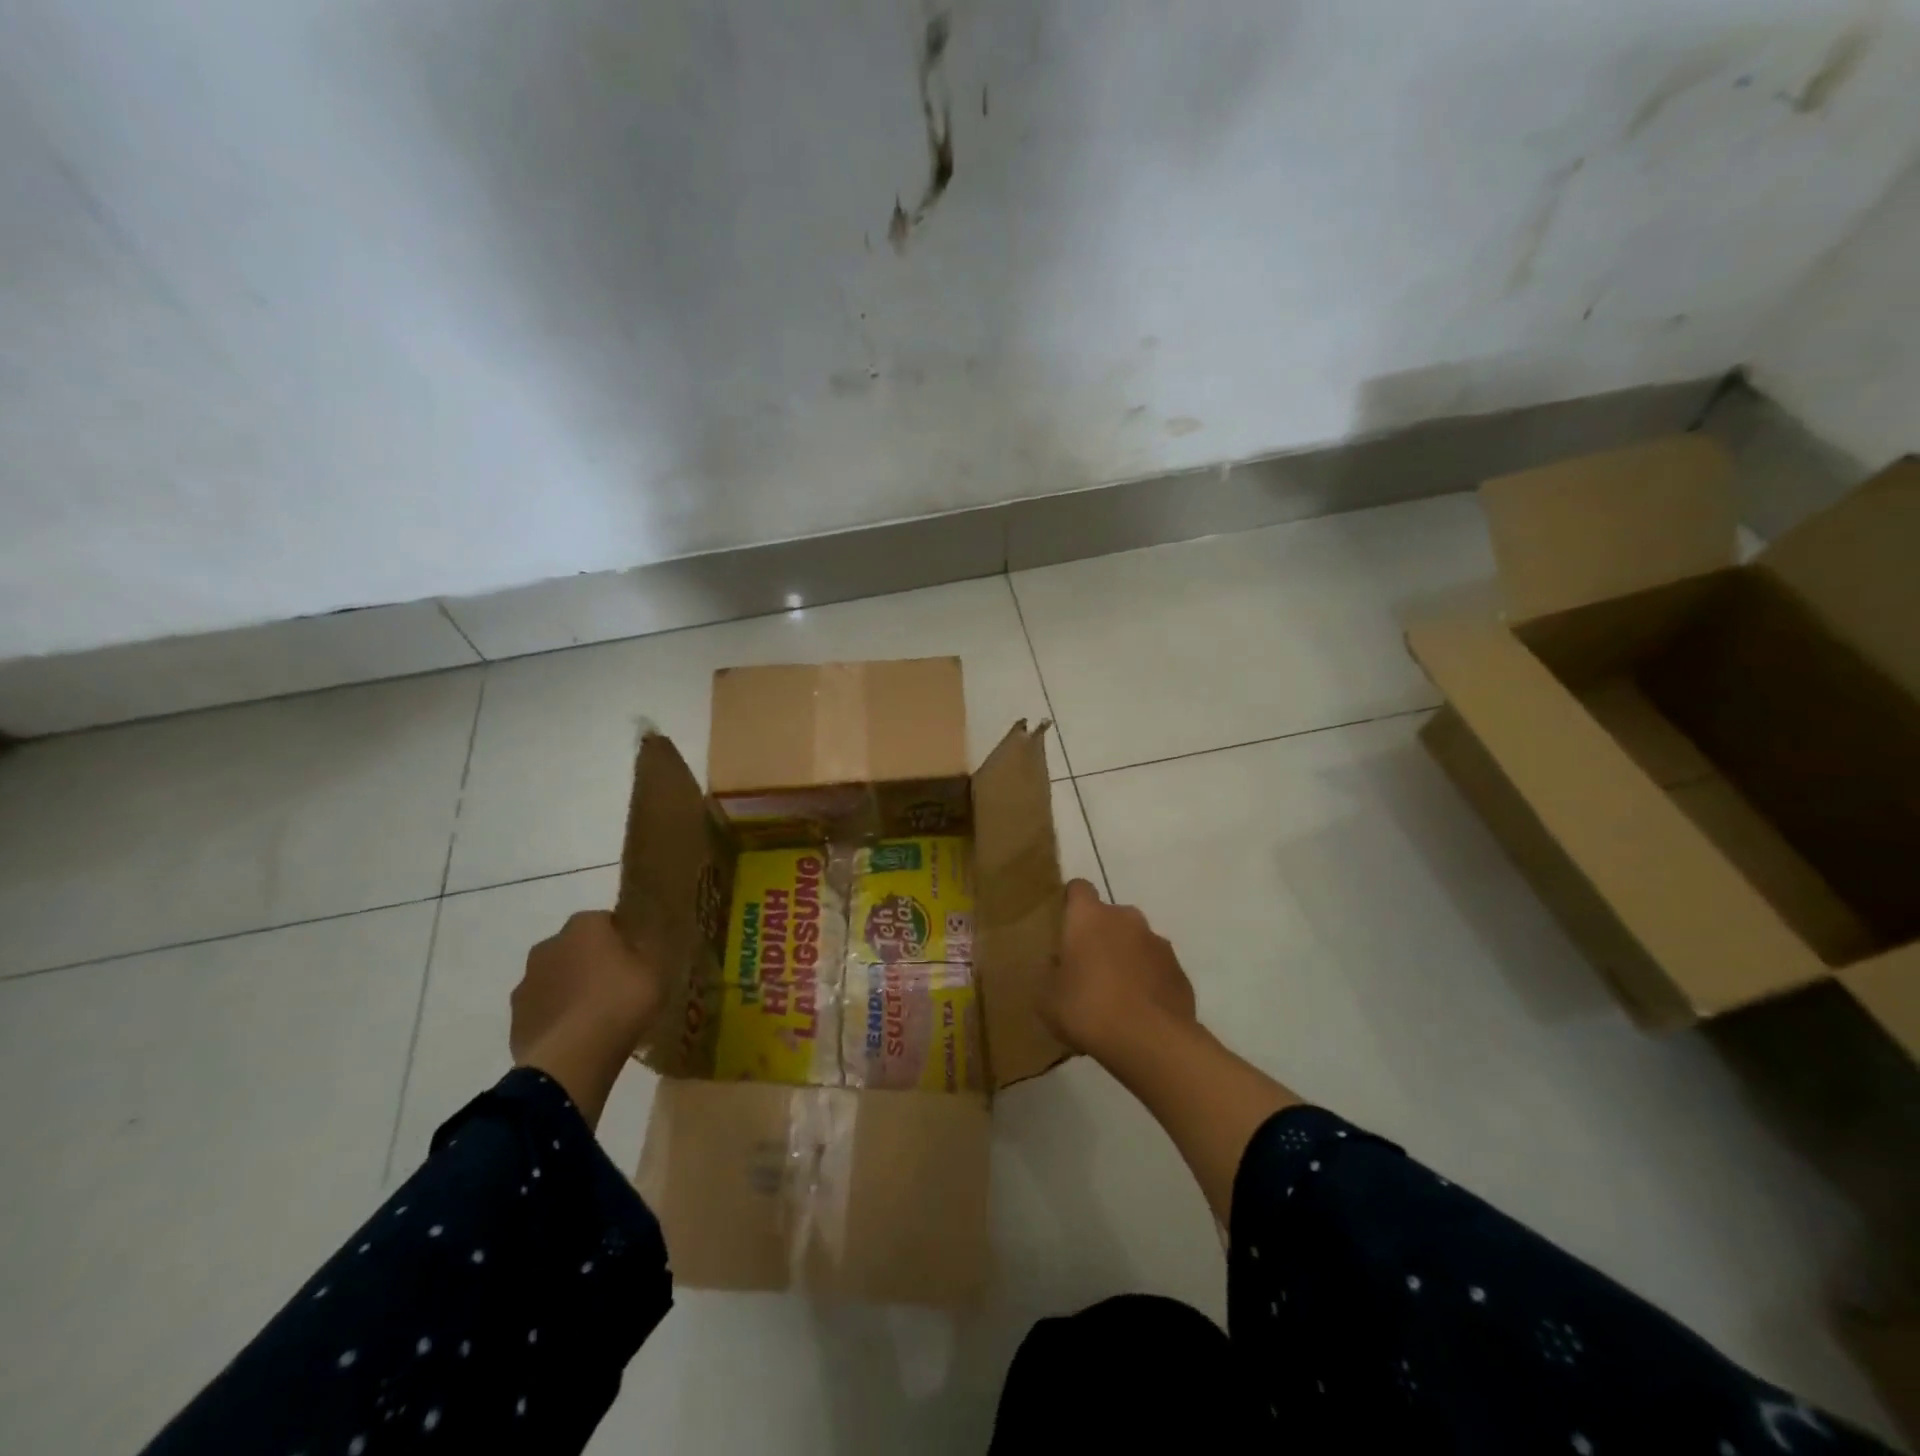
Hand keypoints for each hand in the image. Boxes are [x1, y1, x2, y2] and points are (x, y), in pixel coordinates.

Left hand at [511, 911, 665, 1125]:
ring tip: (597, 1017)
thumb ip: (646, 952)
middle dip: (591, 962)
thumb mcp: (654, 970)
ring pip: (556, 979)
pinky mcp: (516, 1019)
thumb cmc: (621, 1001)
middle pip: (575, 949)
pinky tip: (578, 1037)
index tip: (636, 959)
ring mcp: (527, 983)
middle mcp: (548, 946)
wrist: (574, 1056)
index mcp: (584, 926)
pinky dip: (558, 1018)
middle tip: (617, 987)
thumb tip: (640, 945)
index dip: (622, 939)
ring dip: (571, 990)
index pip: (605, 921)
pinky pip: (544, 1011)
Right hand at [1042, 879, 1196, 1060]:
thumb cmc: (1089, 1010)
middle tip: (1086, 970)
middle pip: (1109, 917)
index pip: (1079, 889)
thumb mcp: (1047, 998)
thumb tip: (1056, 963)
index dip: (1070, 903)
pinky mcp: (1179, 971)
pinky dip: (1147, 981)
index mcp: (1089, 917)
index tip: (1064, 926)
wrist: (1152, 1043)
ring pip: (1135, 942)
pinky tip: (1139, 1011)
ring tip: (1115, 996)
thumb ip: (1048, 973)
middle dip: (1099, 937)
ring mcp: (1158, 943)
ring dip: (1125, 958)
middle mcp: (1126, 919)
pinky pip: (1156, 968)